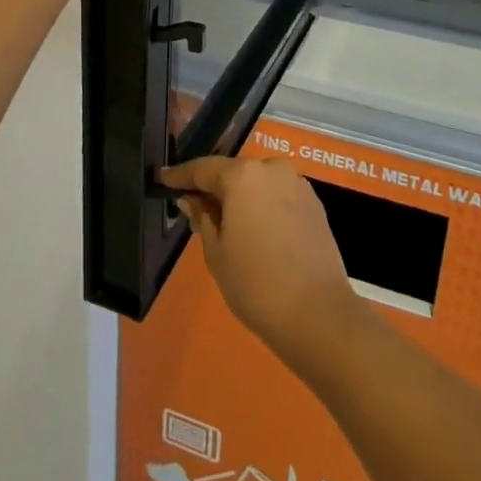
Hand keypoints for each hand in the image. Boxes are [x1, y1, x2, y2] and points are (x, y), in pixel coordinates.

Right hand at [159, 156, 367, 374]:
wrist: (317, 312)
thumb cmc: (255, 283)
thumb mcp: (216, 252)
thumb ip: (203, 218)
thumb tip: (193, 200)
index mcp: (242, 175)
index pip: (203, 169)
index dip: (180, 176)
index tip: (163, 178)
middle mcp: (271, 168)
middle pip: (234, 172)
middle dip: (215, 188)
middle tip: (196, 208)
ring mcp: (297, 183)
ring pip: (259, 183)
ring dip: (242, 197)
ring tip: (228, 224)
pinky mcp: (314, 203)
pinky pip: (279, 196)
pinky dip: (264, 206)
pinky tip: (258, 231)